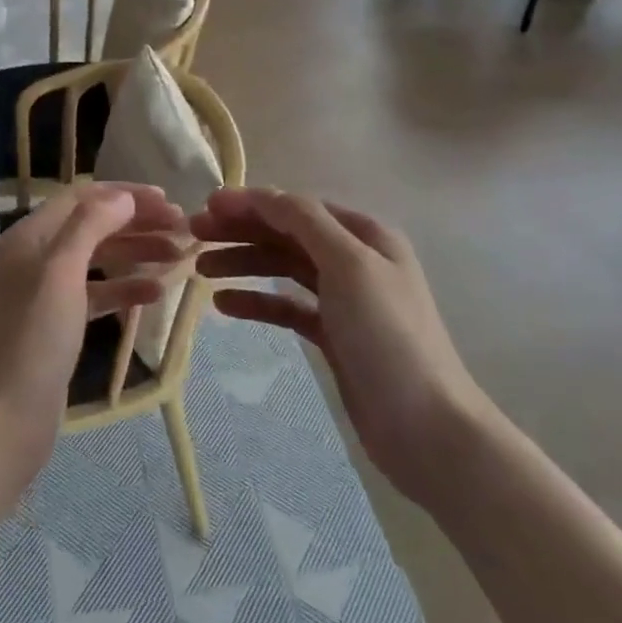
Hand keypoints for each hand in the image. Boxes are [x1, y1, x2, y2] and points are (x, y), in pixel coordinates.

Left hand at [0, 183, 188, 496]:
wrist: (4, 423)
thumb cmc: (34, 341)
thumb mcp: (61, 273)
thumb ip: (91, 226)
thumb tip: (123, 195)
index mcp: (27, 237)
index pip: (81, 198)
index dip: (125, 195)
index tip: (169, 201)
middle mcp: (33, 257)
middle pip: (91, 225)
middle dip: (136, 223)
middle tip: (182, 228)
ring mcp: (43, 293)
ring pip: (97, 259)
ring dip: (136, 253)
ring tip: (179, 257)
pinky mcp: (56, 325)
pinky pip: (95, 293)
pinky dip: (123, 288)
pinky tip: (154, 293)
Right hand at [192, 187, 492, 503]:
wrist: (427, 428)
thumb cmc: (388, 335)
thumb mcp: (349, 264)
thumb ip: (304, 221)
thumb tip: (262, 194)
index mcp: (364, 234)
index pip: (296, 207)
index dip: (252, 202)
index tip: (207, 206)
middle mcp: (354, 259)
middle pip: (287, 234)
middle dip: (241, 230)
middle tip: (194, 235)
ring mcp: (343, 299)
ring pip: (283, 268)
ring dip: (243, 263)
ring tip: (201, 268)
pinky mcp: (333, 336)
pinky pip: (286, 306)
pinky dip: (256, 302)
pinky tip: (224, 305)